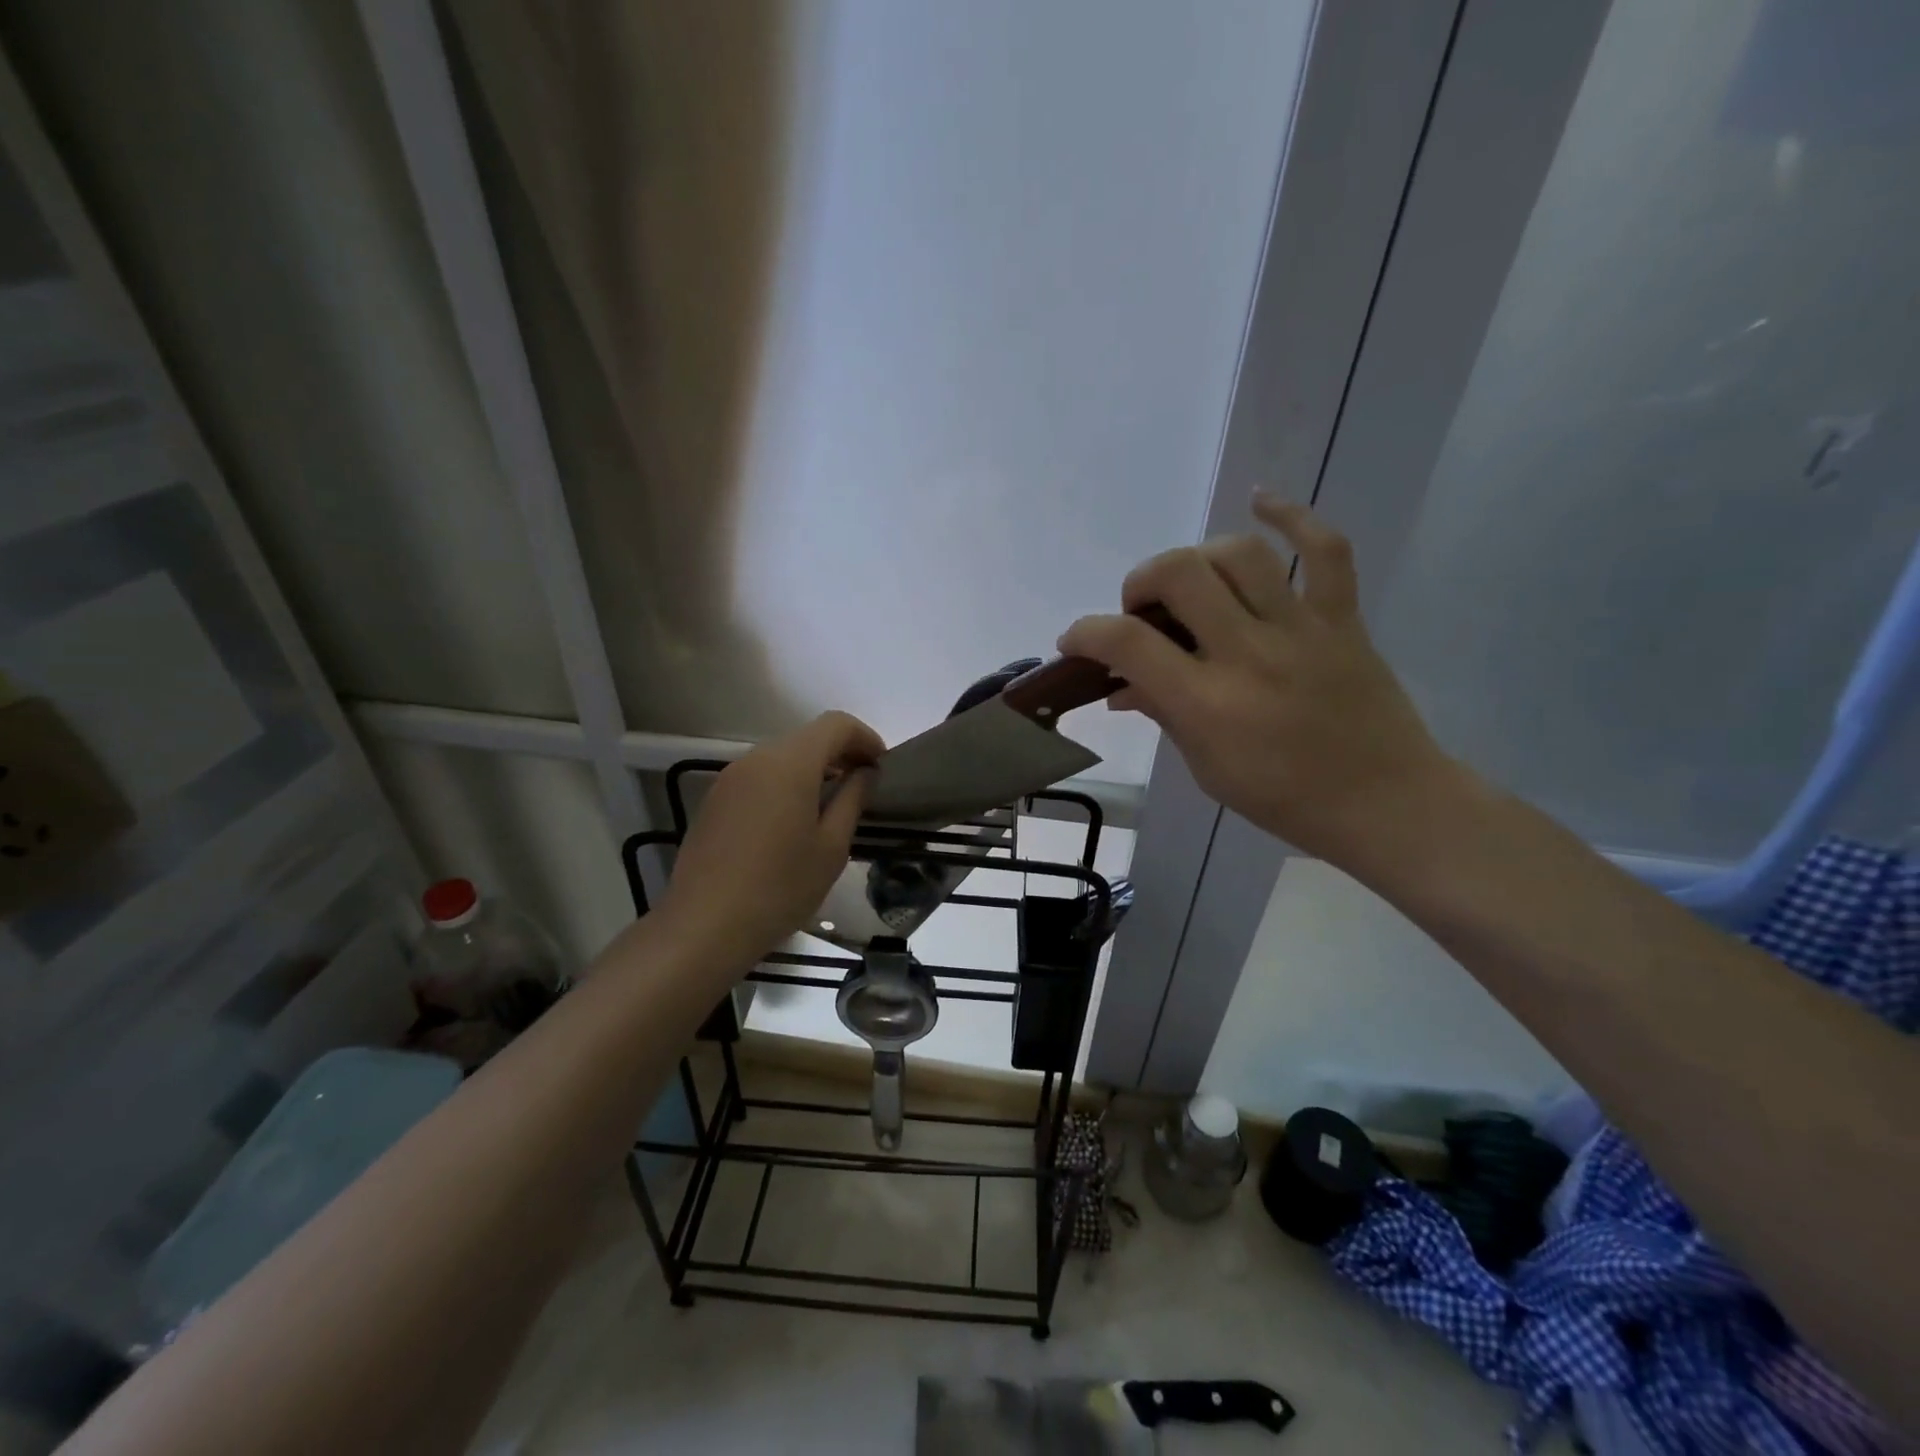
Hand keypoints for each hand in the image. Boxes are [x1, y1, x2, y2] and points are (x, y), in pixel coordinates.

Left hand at [658, 712, 882, 968]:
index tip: (882, 766)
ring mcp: (730, 778)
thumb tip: (866, 772)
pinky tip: (792, 823)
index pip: (836, 724)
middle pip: (807, 737)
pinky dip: (785, 784)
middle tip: (862, 786)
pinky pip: (759, 777)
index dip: (865, 738)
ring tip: (830, 806)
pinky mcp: (714, 800)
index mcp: (790, 764)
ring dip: (812, 770)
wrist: (704, 926)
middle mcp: (756, 758)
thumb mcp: (832, 847)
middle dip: (840, 753)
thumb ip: (853, 798)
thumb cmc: (780, 888)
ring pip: (781, 757)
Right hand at [1059, 495, 1460, 868]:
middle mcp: (1249, 653)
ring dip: (1198, 558)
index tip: (1076, 640)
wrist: (1385, 803)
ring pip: (1240, 554)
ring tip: (1191, 583)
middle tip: (1142, 611)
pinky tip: (1260, 501)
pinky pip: (1325, 549)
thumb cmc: (1284, 798)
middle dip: (1141, 582)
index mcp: (1209, 703)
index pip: (1129, 643)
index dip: (1087, 632)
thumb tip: (1121, 685)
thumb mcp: (1207, 767)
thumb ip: (1163, 714)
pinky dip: (1292, 516)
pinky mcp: (1342, 619)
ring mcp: (1301, 629)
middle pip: (1180, 574)